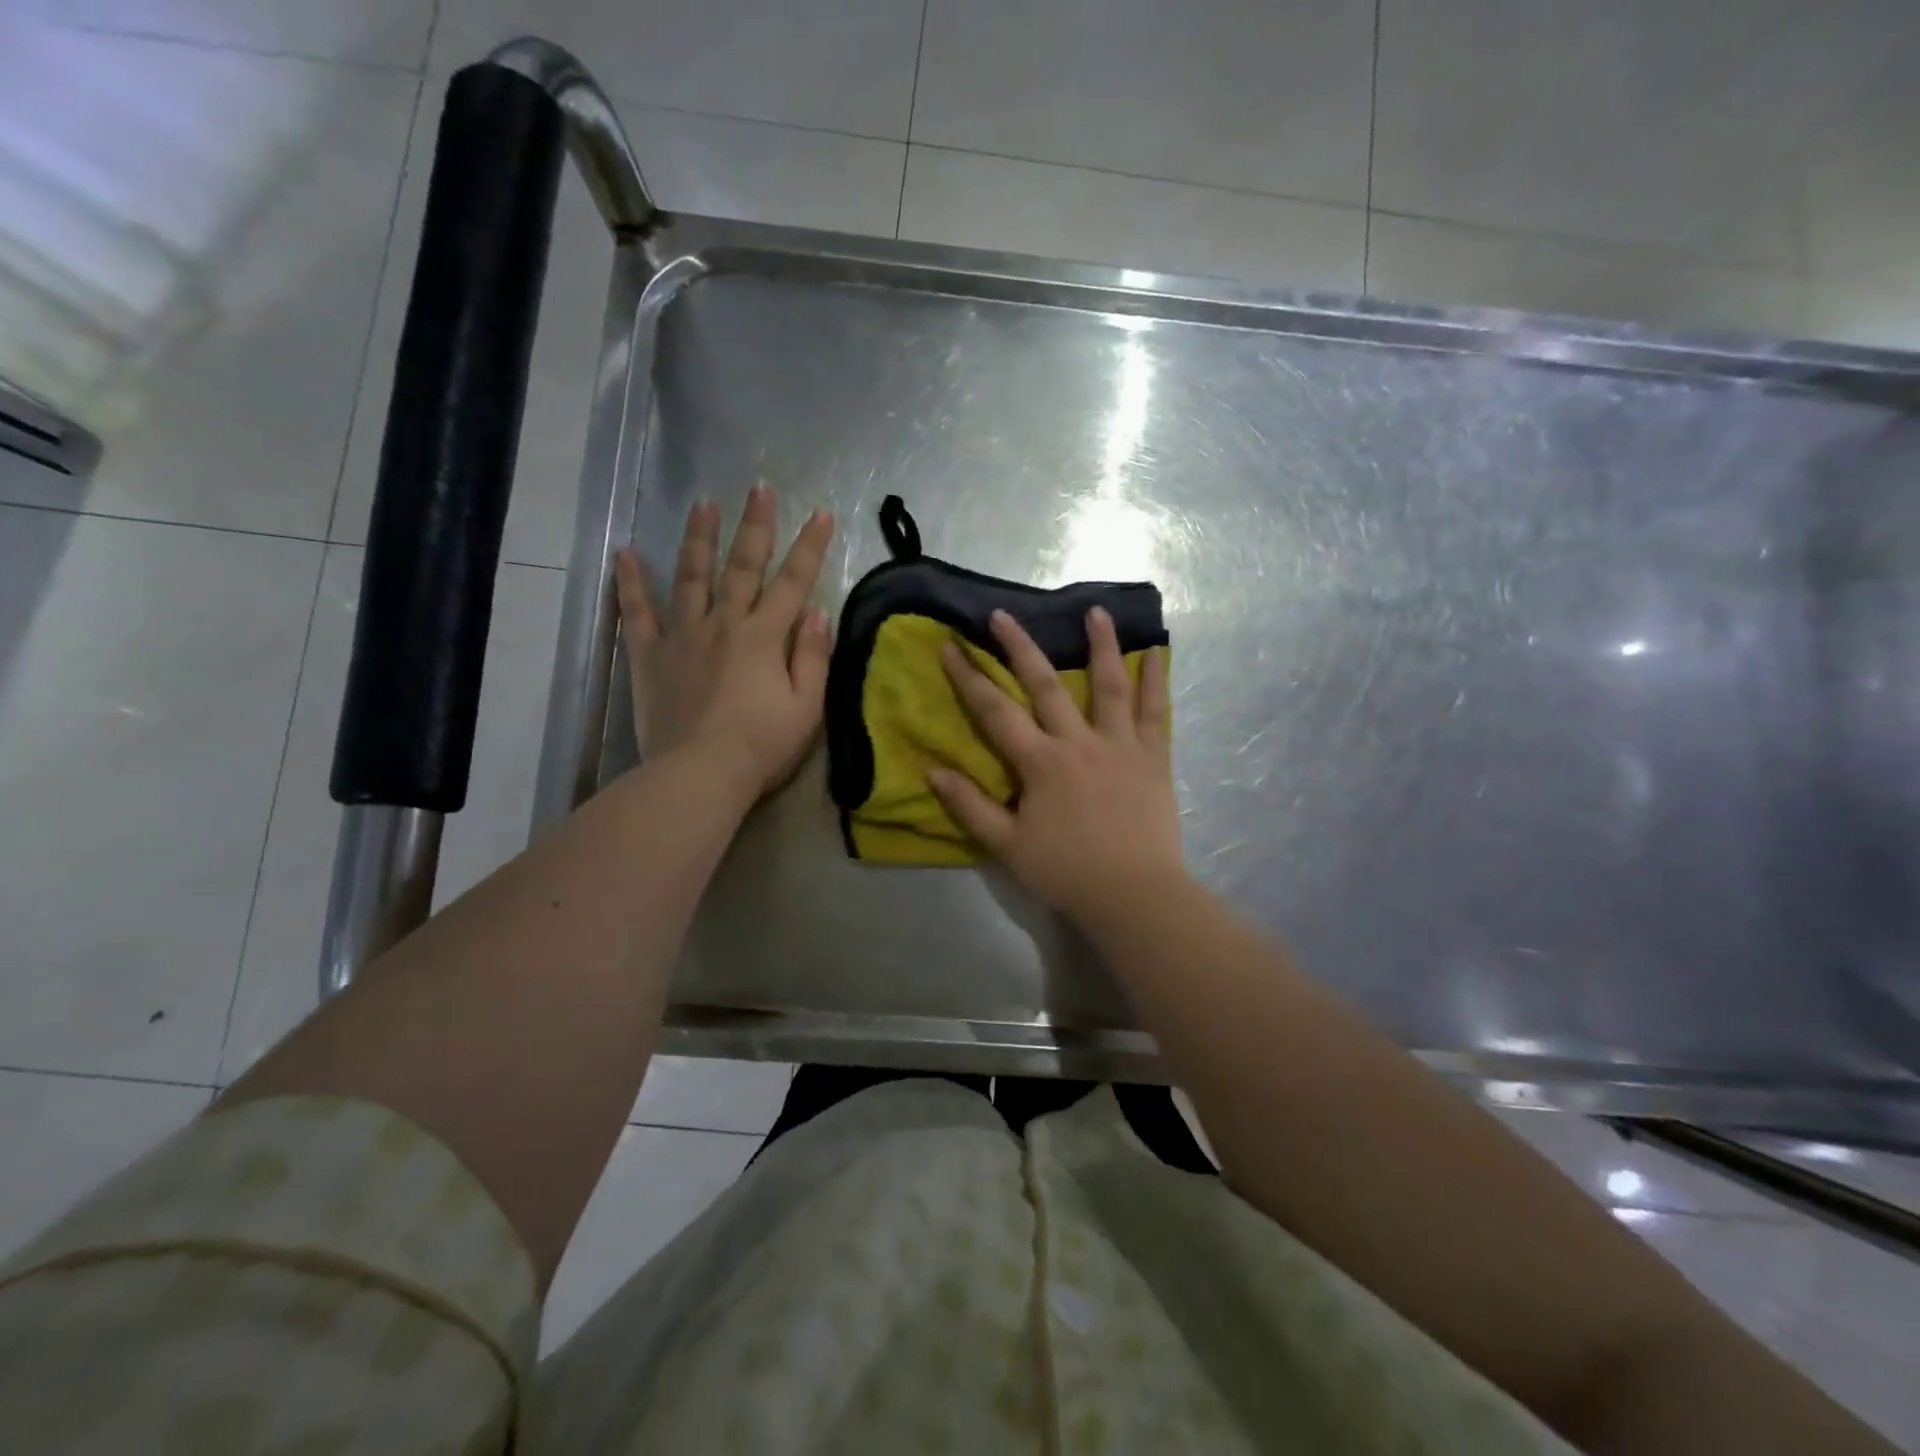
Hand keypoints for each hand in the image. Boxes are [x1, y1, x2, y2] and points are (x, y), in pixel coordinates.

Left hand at [615, 485, 834, 801]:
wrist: (699, 774)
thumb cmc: (762, 745)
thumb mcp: (807, 708)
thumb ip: (814, 658)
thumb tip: (818, 614)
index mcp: (765, 637)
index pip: (794, 582)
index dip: (810, 546)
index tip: (821, 513)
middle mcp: (724, 624)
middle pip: (742, 566)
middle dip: (755, 525)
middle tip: (759, 487)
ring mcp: (683, 636)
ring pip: (691, 576)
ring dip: (698, 537)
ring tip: (702, 503)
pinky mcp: (651, 656)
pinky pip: (638, 612)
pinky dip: (631, 582)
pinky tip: (625, 552)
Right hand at [931, 607, 1183, 925]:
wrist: (1134, 893)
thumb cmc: (1067, 871)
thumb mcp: (1007, 846)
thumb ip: (970, 807)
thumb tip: (933, 772)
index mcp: (1041, 763)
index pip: (996, 712)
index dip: (969, 678)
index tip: (951, 647)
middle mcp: (1078, 742)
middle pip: (1045, 684)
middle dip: (1020, 647)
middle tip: (1002, 614)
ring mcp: (1120, 746)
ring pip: (1109, 686)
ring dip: (1102, 645)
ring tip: (1097, 611)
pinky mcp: (1152, 757)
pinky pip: (1155, 713)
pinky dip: (1156, 681)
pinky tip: (1156, 654)